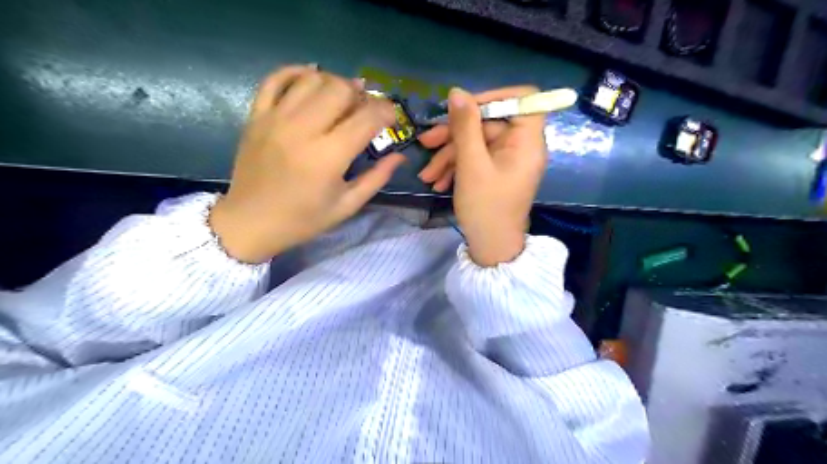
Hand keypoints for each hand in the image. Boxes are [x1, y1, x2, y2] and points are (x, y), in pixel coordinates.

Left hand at [208, 64, 404, 261]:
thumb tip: (399, 156)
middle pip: (340, 89)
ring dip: (334, 82)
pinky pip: (275, 79)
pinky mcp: (256, 116)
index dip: (386, 112)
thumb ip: (376, 178)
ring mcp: (275, 119)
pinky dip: (296, 72)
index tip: (391, 118)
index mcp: (328, 157)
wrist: (250, 222)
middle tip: (365, 110)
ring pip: (312, 79)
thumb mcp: (347, 206)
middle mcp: (302, 130)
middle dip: (361, 95)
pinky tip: (311, 78)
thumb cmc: (303, 219)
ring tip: (342, 98)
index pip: (366, 117)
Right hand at [420, 88, 547, 266]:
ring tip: (427, 175)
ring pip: (477, 143)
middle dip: (455, 134)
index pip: (522, 99)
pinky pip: (476, 159)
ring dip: (449, 156)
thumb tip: (457, 92)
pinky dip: (457, 167)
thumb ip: (465, 127)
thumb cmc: (485, 207)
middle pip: (488, 123)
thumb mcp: (471, 165)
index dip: (494, 97)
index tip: (464, 107)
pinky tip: (438, 182)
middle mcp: (521, 146)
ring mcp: (507, 160)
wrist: (491, 247)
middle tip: (426, 142)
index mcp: (526, 141)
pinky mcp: (496, 171)